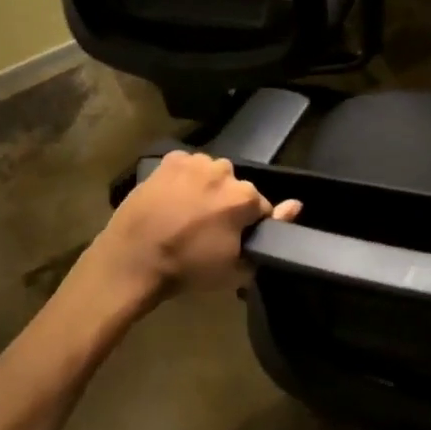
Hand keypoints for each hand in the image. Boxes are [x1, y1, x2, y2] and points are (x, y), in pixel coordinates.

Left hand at [89, 151, 300, 305]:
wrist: (133, 260)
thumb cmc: (188, 269)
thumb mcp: (236, 267)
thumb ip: (271, 235)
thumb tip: (297, 204)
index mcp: (244, 196)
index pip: (262, 208)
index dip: (250, 226)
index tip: (233, 241)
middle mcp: (224, 171)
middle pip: (236, 187)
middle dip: (228, 204)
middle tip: (208, 230)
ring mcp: (195, 162)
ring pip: (212, 174)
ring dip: (207, 189)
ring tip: (188, 213)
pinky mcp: (169, 160)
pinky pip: (187, 167)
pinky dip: (185, 179)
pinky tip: (172, 199)